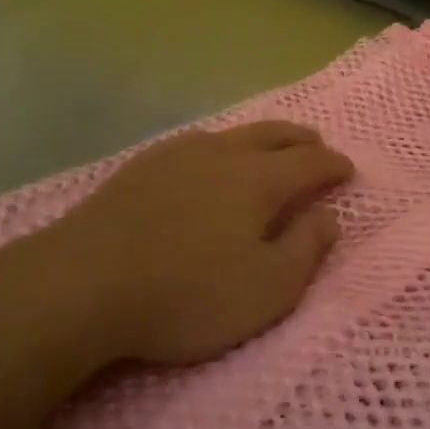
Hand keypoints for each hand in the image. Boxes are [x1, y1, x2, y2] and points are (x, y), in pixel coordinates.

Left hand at [9, 122, 353, 368]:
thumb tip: (329, 216)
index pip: (311, 163)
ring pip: (236, 134)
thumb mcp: (265, 290)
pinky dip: (224, 147)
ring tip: (271, 151)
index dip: (335, 166)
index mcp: (259, 179)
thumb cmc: (185, 294)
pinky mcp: (144, 165)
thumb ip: (306, 250)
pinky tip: (211, 163)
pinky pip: (200, 143)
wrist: (80, 284)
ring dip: (264, 139)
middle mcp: (224, 152)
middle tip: (318, 149)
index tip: (348, 171)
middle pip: (275, 134)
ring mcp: (180, 153)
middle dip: (303, 141)